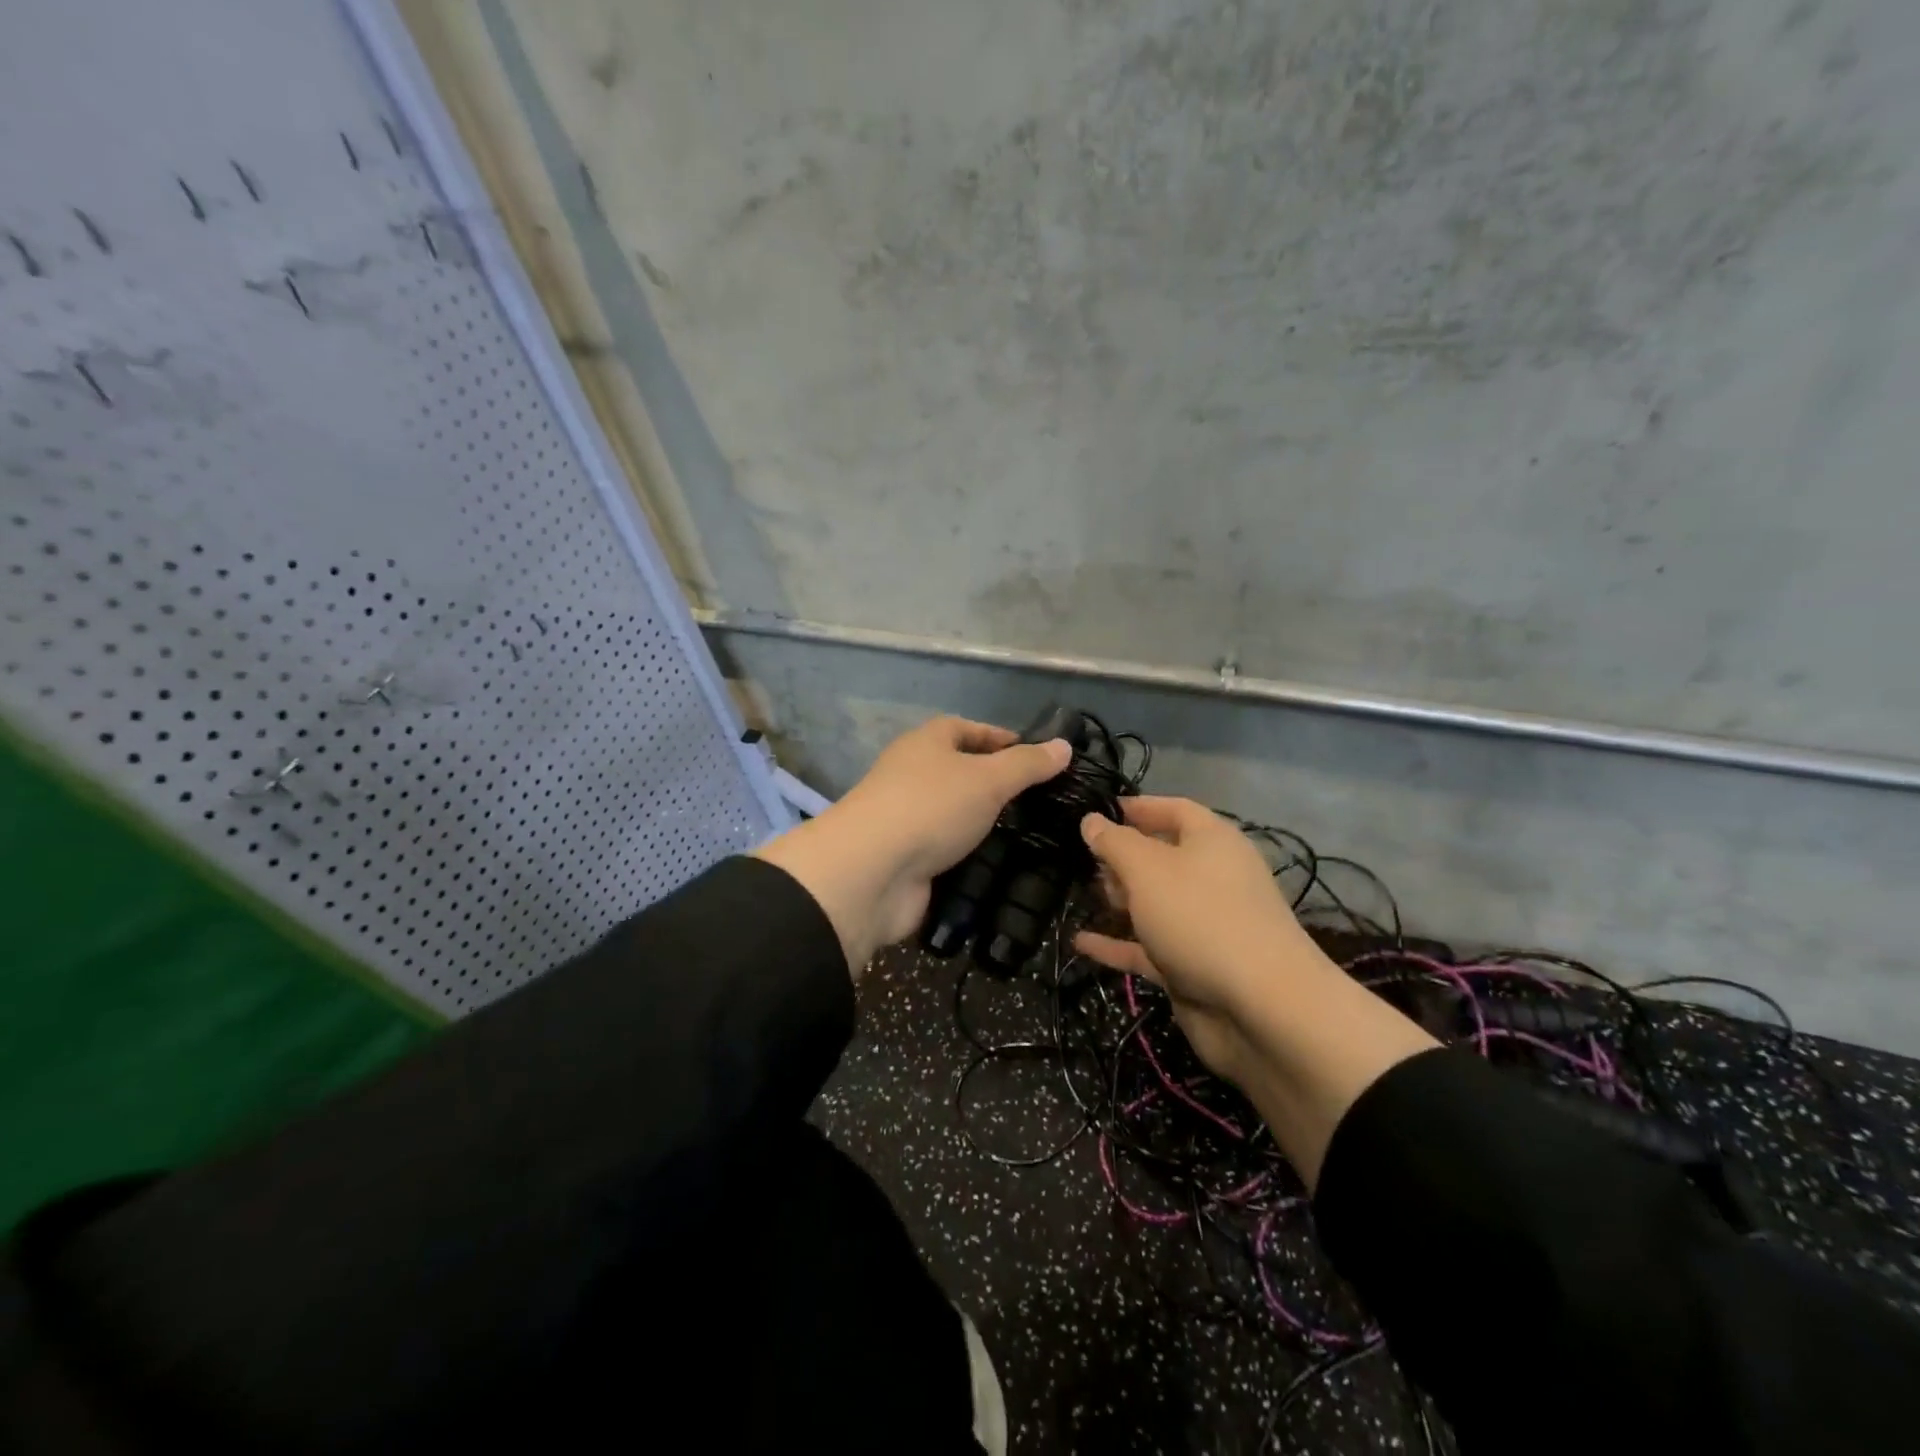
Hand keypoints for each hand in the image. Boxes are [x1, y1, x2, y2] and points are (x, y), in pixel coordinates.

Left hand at [753, 717, 1070, 974]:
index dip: (1000, 737)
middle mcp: (913, 776)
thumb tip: (1064, 745)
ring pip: (955, 815)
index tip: (1036, 755)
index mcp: (925, 744)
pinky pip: (949, 852)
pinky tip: (1005, 867)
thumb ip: (1027, 764)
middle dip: (997, 784)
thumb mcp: (988, 779)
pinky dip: (972, 857)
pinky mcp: (909, 860)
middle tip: (1041, 801)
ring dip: (985, 824)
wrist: (872, 873)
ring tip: (1033, 835)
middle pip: (960, 772)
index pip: (965, 728)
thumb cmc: (931, 807)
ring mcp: (909, 820)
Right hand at [1074, 797, 1321, 1083]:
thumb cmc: (1200, 917)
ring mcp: (1203, 925)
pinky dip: (1117, 944)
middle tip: (1081, 859)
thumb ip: (1114, 842)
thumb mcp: (1147, 869)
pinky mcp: (1191, 967)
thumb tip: (1091, 820)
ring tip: (1080, 893)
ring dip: (1119, 899)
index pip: (1174, 810)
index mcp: (1212, 842)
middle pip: (1162, 856)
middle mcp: (1212, 878)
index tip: (1097, 811)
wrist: (1260, 1009)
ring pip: (1154, 903)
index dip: (1138, 807)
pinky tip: (1080, 942)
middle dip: (1123, 856)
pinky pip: (1147, 948)